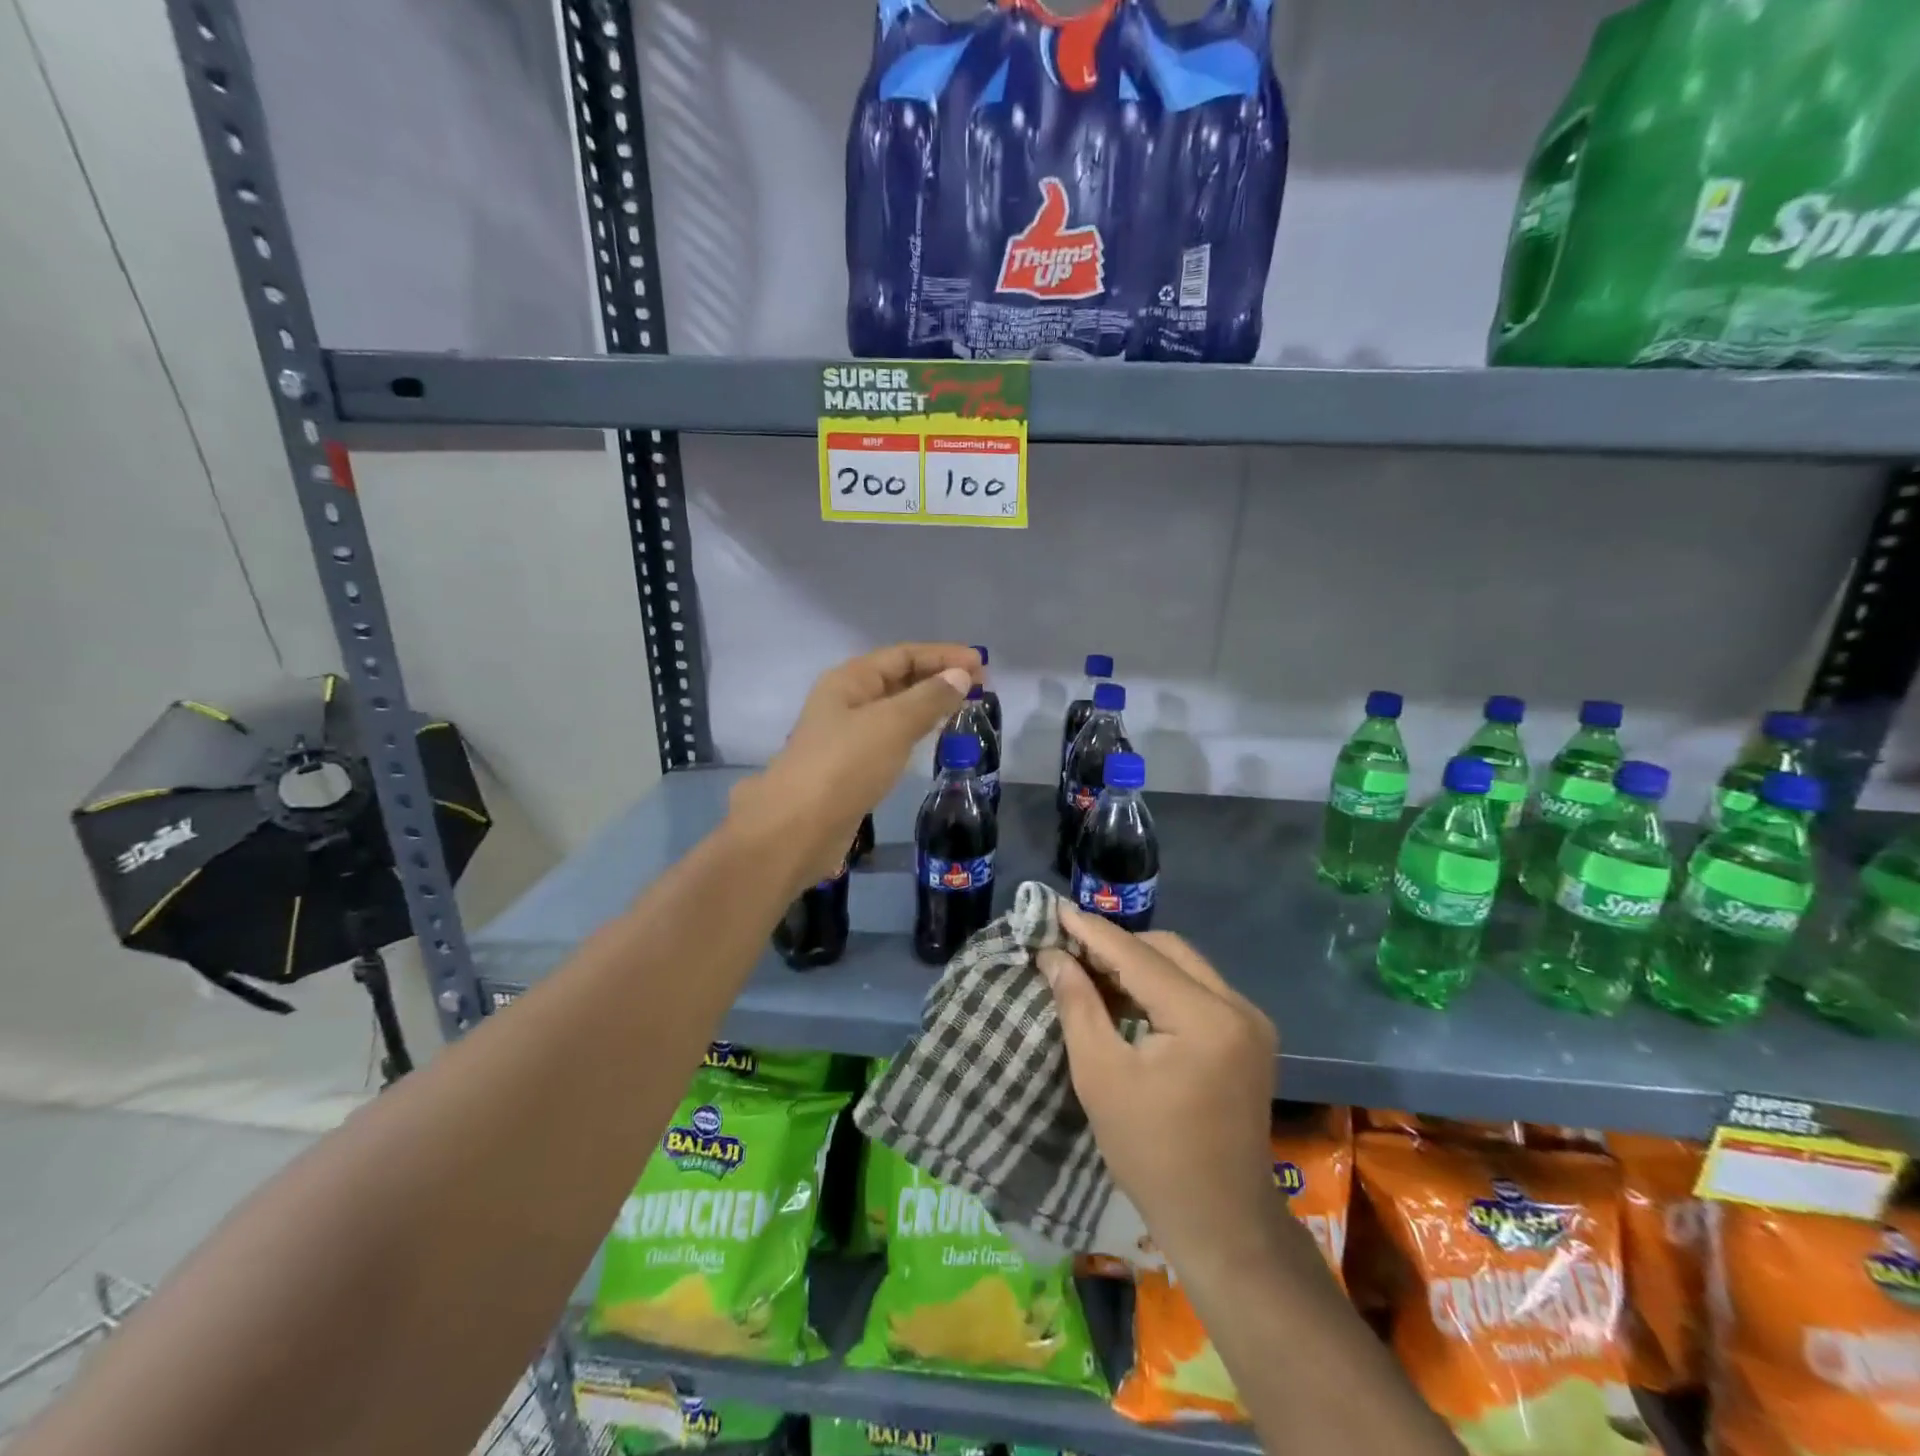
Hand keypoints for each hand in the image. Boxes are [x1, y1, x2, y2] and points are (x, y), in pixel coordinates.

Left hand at [728, 643, 977, 887]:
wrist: (798, 828)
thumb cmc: (845, 765)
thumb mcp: (892, 724)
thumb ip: (929, 698)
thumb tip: (960, 675)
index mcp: (849, 680)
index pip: (902, 655)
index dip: (943, 655)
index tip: (981, 664)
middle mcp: (845, 701)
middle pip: (898, 678)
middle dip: (938, 678)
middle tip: (980, 687)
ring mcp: (846, 735)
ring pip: (895, 709)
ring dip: (928, 704)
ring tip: (963, 708)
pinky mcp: (851, 767)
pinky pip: (890, 737)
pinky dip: (915, 731)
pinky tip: (932, 738)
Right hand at [1039, 907, 1278, 1266]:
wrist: (1219, 1220)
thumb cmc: (1151, 1153)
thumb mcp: (1100, 1075)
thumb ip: (1077, 1004)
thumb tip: (1054, 955)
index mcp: (1206, 1018)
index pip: (1138, 957)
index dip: (1092, 932)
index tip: (1054, 909)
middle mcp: (1238, 1006)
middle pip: (1167, 950)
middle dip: (1116, 945)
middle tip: (1068, 949)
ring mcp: (1250, 1021)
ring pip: (1184, 965)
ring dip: (1137, 964)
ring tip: (1089, 969)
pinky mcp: (1250, 1036)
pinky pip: (1198, 989)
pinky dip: (1160, 985)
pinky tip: (1126, 997)